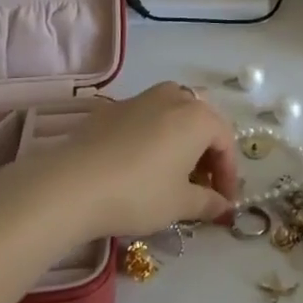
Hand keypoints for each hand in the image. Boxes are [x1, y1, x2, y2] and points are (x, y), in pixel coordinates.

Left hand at [20, 83, 238, 238]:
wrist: (73, 184)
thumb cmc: (139, 193)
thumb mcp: (179, 204)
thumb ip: (207, 202)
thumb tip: (224, 206)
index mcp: (198, 116)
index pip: (226, 142)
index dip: (229, 174)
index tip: (224, 203)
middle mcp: (174, 96)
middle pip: (202, 122)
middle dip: (207, 153)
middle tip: (202, 186)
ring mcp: (142, 97)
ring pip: (174, 115)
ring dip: (181, 141)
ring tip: (173, 174)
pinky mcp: (113, 107)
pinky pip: (146, 118)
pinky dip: (154, 137)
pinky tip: (140, 165)